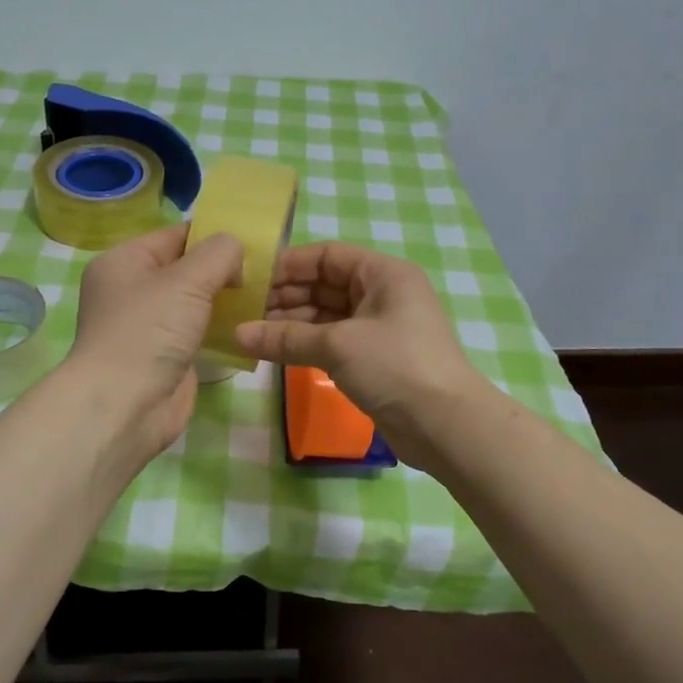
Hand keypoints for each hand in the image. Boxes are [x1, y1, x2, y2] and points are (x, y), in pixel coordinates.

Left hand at [67, 224, 244, 459]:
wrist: (124, 406)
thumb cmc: (148, 331)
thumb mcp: (186, 280)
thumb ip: (218, 254)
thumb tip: (235, 250)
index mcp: (124, 261)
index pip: (176, 236)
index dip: (214, 236)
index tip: (255, 241)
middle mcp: (132, 290)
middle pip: (186, 268)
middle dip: (223, 269)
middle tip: (267, 270)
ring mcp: (148, 326)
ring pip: (194, 302)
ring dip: (225, 300)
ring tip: (266, 294)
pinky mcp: (165, 356)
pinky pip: (197, 331)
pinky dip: (220, 328)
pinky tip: (250, 324)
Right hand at [234, 243, 488, 471]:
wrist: (446, 426)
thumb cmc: (396, 366)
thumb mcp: (337, 345)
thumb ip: (285, 337)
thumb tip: (237, 335)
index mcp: (383, 274)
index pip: (328, 256)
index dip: (290, 265)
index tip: (252, 280)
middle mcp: (383, 294)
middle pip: (325, 285)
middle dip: (286, 296)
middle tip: (244, 311)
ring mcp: (380, 328)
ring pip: (326, 315)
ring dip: (291, 323)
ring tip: (252, 333)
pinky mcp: (375, 358)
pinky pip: (333, 341)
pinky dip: (306, 344)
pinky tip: (276, 351)